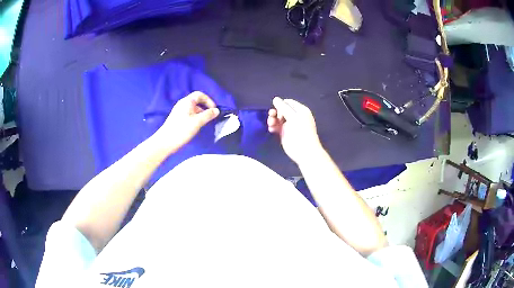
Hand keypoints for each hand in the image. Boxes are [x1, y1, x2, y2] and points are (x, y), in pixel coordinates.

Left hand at [153, 91, 218, 153]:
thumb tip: (216, 110)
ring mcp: (179, 111)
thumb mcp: (197, 122)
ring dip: (201, 113)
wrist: (165, 141)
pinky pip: (189, 114)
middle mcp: (182, 104)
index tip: (214, 110)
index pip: (200, 94)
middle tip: (211, 116)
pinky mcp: (177, 118)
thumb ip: (208, 115)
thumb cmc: (182, 129)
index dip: (208, 100)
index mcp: (187, 101)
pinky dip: (195, 117)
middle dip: (205, 107)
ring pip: (193, 109)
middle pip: (196, 101)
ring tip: (205, 122)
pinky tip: (197, 126)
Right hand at [268, 97, 323, 164]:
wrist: (304, 151)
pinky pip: (276, 126)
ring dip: (272, 120)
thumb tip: (275, 99)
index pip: (288, 103)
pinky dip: (273, 127)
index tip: (278, 111)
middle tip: (272, 117)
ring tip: (271, 125)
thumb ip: (283, 107)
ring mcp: (289, 125)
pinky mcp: (284, 133)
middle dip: (275, 113)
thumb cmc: (301, 132)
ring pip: (277, 118)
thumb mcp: (293, 117)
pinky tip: (272, 130)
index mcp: (300, 110)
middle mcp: (295, 116)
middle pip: (281, 110)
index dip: (281, 105)